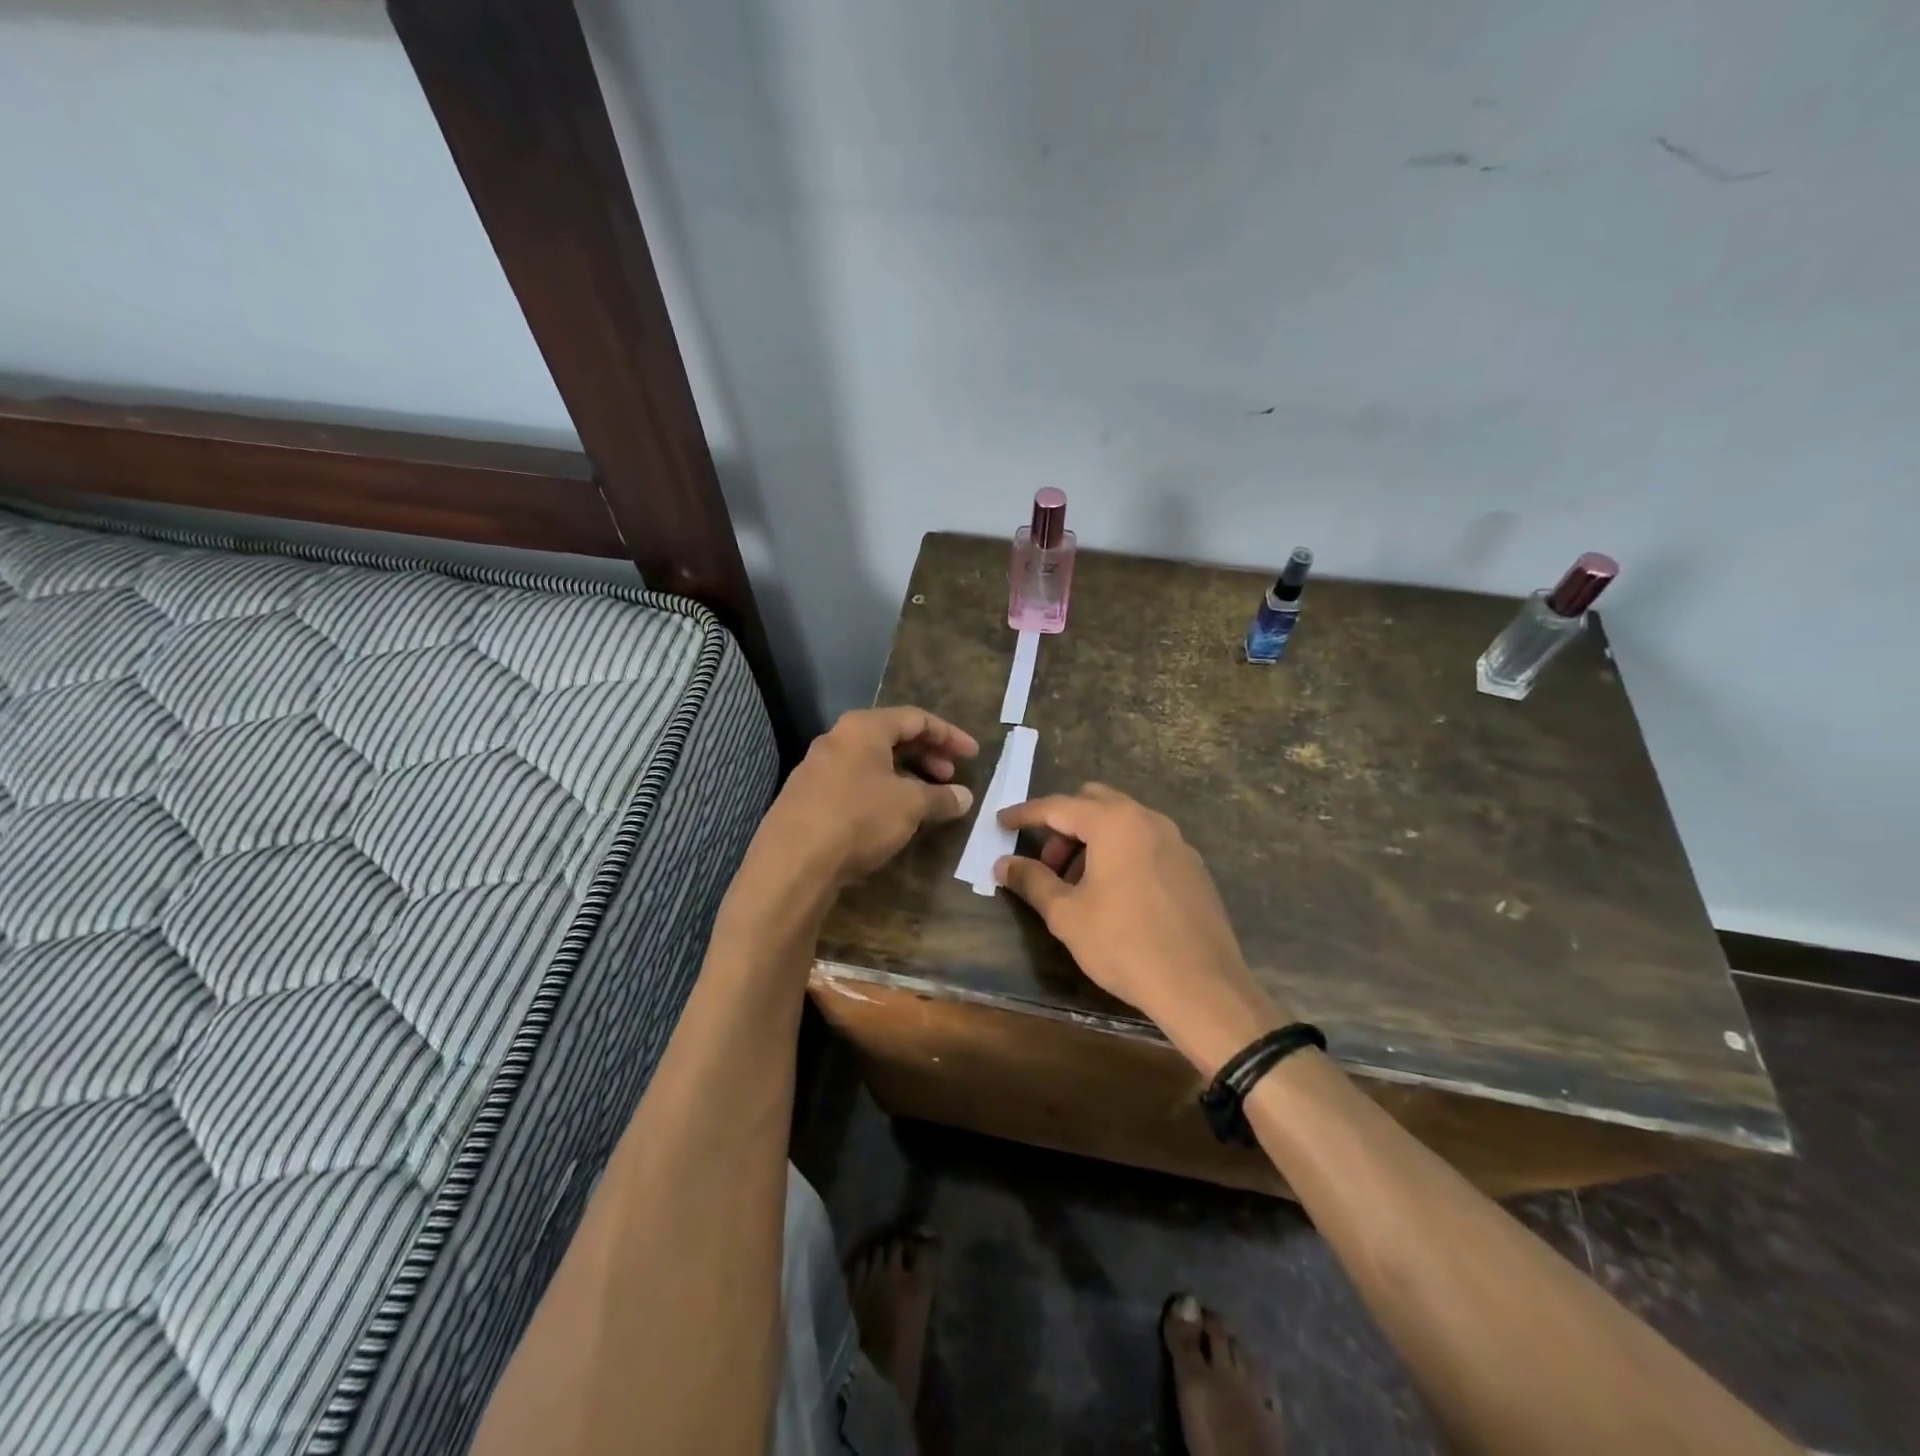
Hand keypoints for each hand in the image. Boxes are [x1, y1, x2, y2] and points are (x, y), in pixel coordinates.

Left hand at [752, 706, 978, 893]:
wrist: (792, 863)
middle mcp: (837, 740)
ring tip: (925, 800)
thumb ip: (941, 797)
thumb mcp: (910, 806)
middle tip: (950, 778)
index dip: (949, 735)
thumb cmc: (858, 819)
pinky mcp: (806, 798)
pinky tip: (891, 818)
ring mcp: (816, 769)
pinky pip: (854, 784)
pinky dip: (881, 792)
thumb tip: (965, 797)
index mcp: (862, 728)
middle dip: (927, 755)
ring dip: (905, 776)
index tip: (973, 755)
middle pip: (891, 737)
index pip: (915, 718)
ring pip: (872, 763)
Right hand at [995, 784, 1290, 1075]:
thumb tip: (1003, 863)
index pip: (1058, 806)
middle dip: (1062, 824)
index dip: (1025, 814)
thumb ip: (1032, 880)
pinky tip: (1115, 894)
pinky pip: (1145, 842)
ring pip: (1122, 822)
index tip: (1001, 823)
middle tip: (1046, 863)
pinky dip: (1120, 852)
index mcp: (1114, 823)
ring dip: (1092, 840)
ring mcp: (1176, 841)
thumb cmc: (1124, 945)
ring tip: (1078, 885)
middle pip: (1094, 802)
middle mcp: (1148, 820)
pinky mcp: (1192, 866)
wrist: (1202, 987)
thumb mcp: (1066, 914)